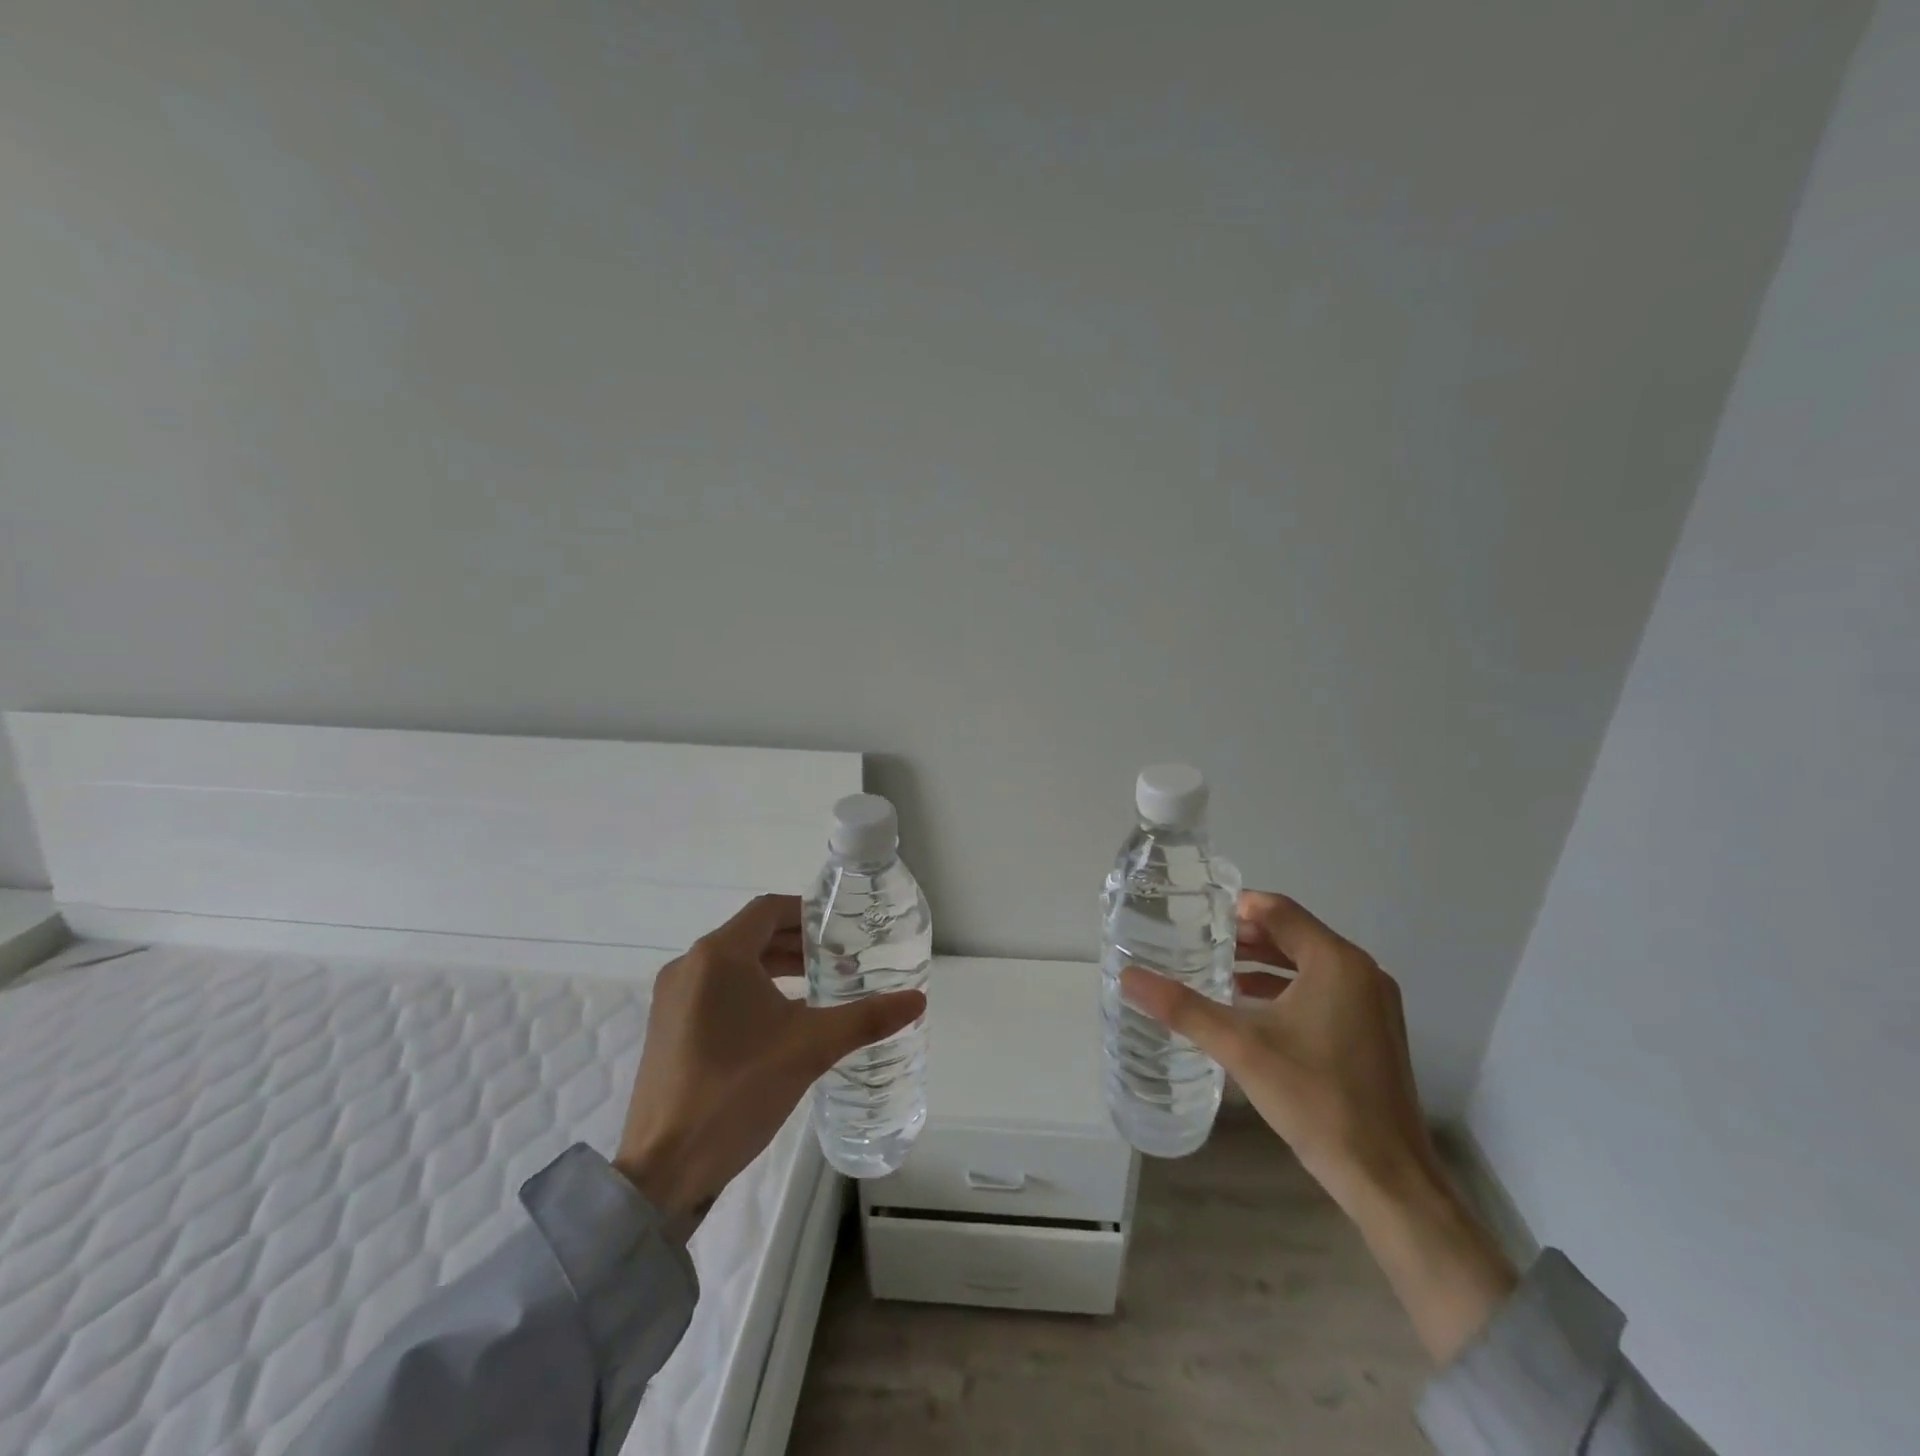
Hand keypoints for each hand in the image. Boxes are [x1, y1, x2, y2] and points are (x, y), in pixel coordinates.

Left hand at [614, 893, 924, 1226]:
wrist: (663, 1169)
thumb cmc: (737, 1091)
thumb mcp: (810, 1048)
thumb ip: (865, 1019)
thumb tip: (918, 999)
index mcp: (718, 956)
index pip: (768, 909)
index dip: (807, 911)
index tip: (842, 926)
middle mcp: (689, 966)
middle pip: (751, 935)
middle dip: (797, 943)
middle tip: (841, 957)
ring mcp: (672, 999)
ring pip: (732, 965)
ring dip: (775, 967)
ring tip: (819, 985)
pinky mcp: (667, 1029)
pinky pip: (715, 991)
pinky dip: (750, 991)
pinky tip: (780, 1020)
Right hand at [1122, 890, 1515, 1363]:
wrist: (1386, 1177)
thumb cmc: (1316, 1099)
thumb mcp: (1241, 1048)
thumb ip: (1183, 1008)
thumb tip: (1128, 977)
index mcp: (1336, 962)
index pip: (1278, 910)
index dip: (1235, 907)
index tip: (1194, 914)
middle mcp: (1361, 972)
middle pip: (1294, 933)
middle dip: (1245, 935)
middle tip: (1197, 940)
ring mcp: (1373, 1003)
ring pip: (1308, 963)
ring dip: (1264, 962)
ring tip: (1215, 968)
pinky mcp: (1373, 1030)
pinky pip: (1322, 989)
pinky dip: (1286, 987)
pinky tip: (1250, 1006)